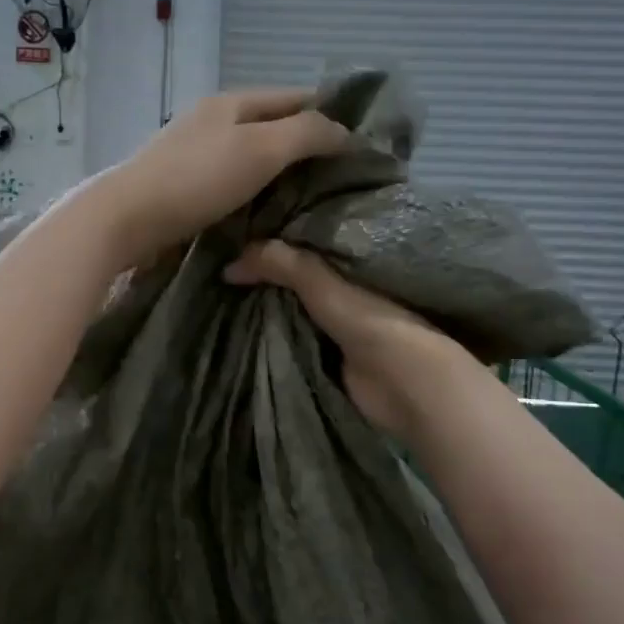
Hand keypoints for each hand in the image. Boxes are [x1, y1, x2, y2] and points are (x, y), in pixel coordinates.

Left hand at [87, 90, 351, 267]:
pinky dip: (254, 192)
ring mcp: (194, 153)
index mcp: (233, 102)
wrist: (127, 219)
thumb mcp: (261, 149)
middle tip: (342, 178)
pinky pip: (231, 182)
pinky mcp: (182, 186)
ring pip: (251, 155)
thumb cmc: (197, 179)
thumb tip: (345, 132)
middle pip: (272, 126)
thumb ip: (306, 134)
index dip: (331, 114)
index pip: (296, 97)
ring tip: (314, 199)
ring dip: (280, 173)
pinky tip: (268, 212)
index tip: (362, 144)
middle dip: (307, 146)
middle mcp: (213, 120)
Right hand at [225, 239, 463, 435]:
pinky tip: (242, 328)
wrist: (404, 385)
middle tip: (220, 270)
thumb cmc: (372, 322)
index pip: (305, 242)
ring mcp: (337, 324)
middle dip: (265, 276)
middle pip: (296, 278)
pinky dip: (272, 334)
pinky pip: (292, 338)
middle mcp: (344, 289)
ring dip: (266, 307)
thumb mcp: (322, 284)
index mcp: (352, 262)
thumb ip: (282, 264)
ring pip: (292, 308)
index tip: (236, 238)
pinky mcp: (328, 356)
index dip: (274, 241)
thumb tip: (228, 264)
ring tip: (223, 297)